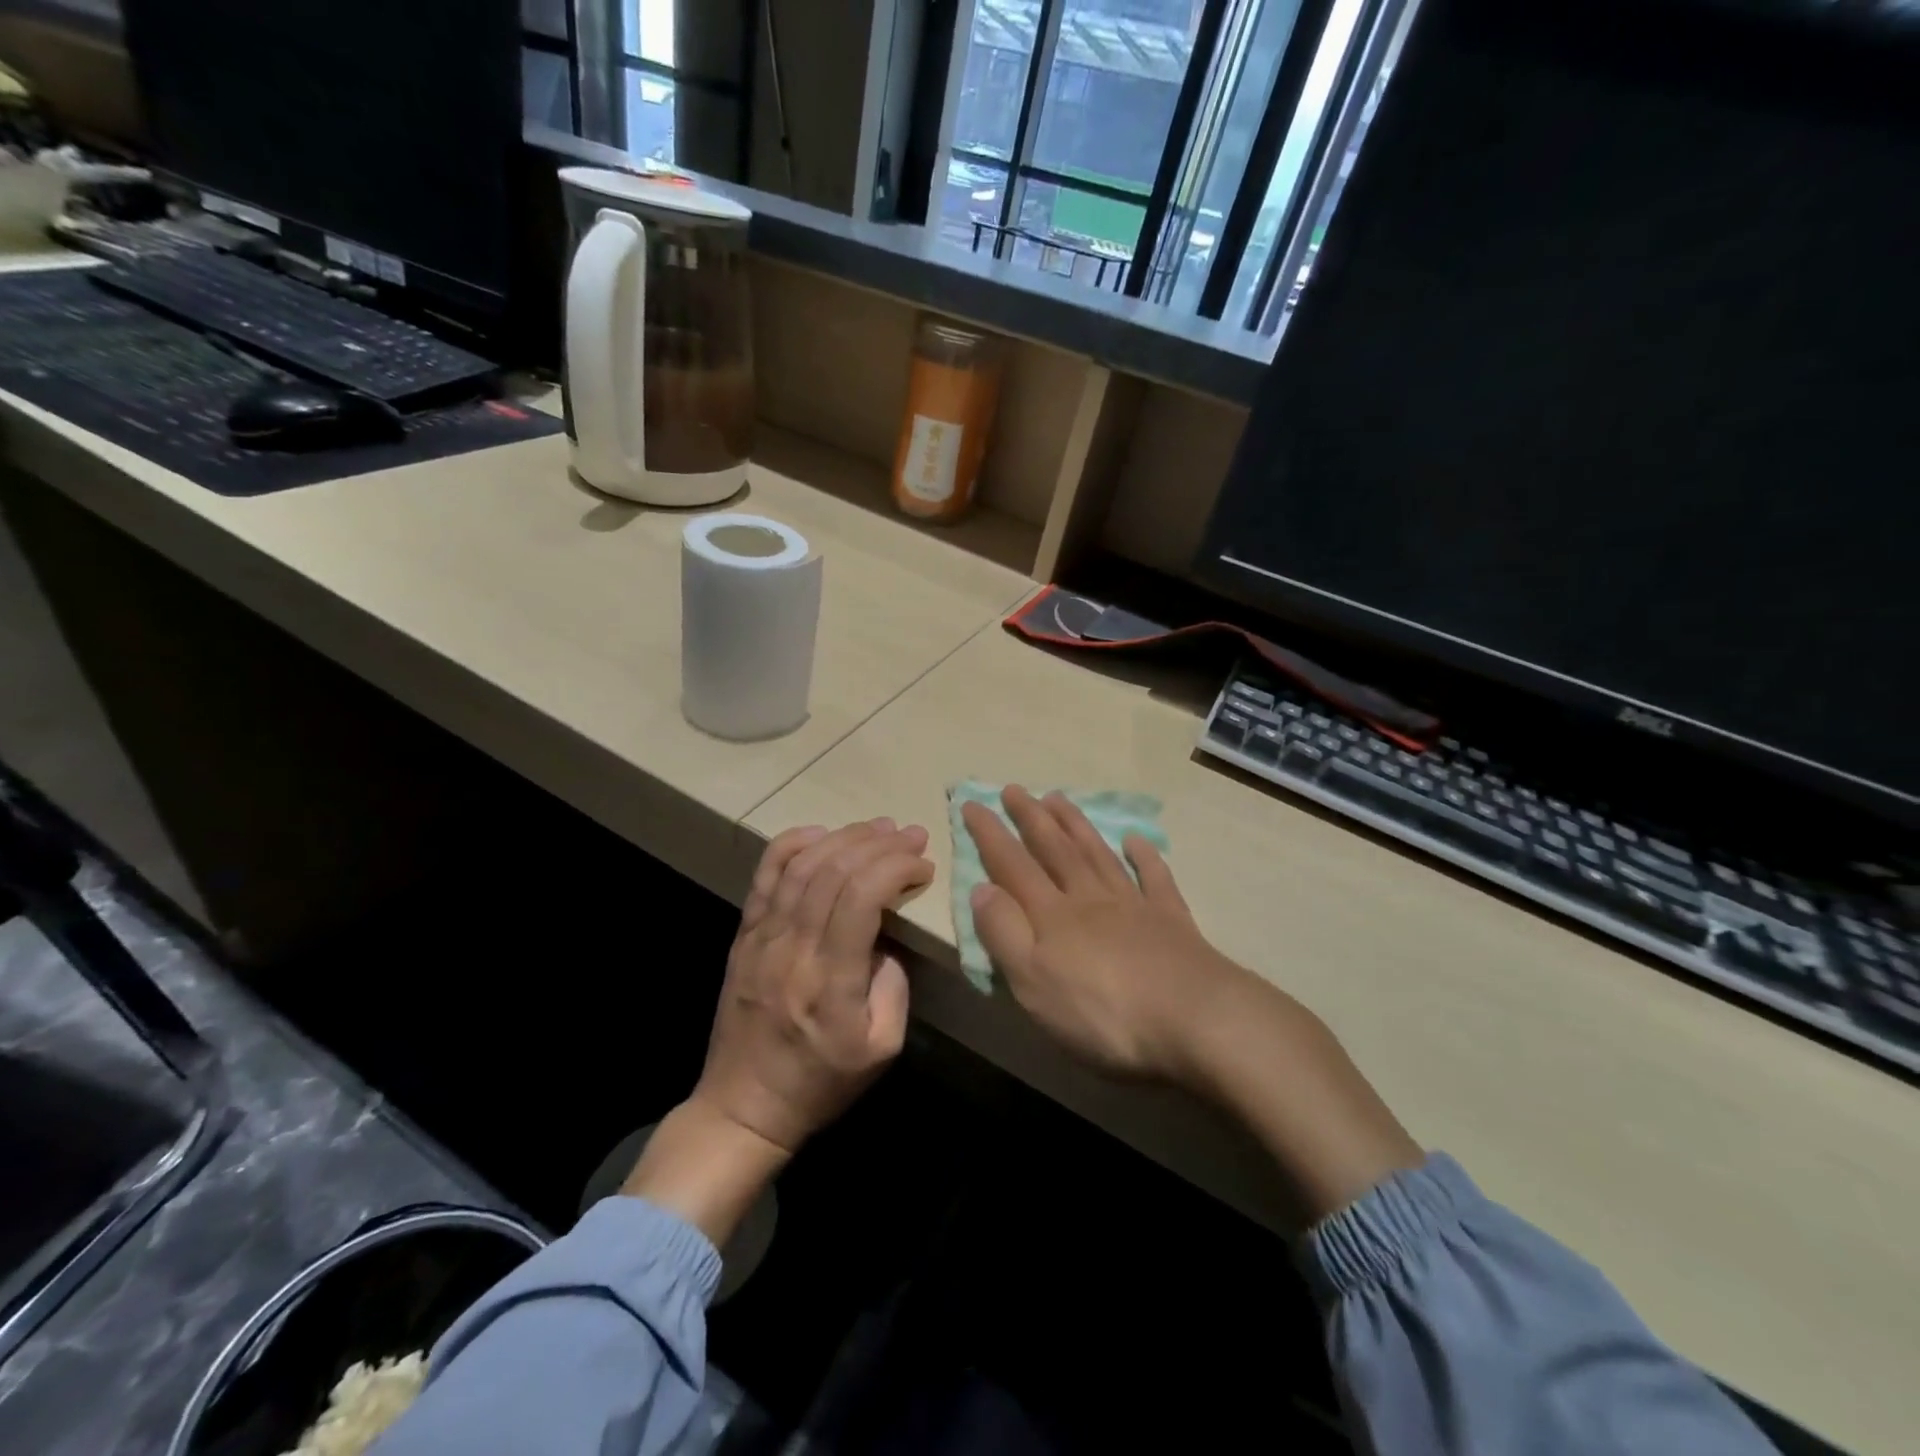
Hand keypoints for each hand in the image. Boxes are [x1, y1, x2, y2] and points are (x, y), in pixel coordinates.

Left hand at [692, 818, 931, 1155]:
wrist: (744, 1106)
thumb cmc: (821, 1082)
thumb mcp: (882, 1048)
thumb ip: (894, 986)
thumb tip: (887, 937)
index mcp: (830, 980)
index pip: (861, 897)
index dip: (896, 868)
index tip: (923, 866)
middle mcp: (792, 949)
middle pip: (834, 871)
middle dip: (879, 844)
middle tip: (911, 835)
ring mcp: (762, 938)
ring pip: (801, 865)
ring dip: (844, 837)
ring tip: (878, 827)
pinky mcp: (744, 935)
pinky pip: (765, 876)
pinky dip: (792, 844)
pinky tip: (820, 832)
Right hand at [961, 786, 1240, 1084]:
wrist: (1195, 1019)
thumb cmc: (1103, 1012)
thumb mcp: (1033, 982)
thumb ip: (1004, 933)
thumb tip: (981, 888)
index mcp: (1052, 915)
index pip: (1012, 865)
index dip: (990, 834)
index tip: (973, 802)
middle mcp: (1090, 899)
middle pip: (1055, 850)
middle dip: (1031, 817)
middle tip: (1015, 789)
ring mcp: (1134, 905)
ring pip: (1098, 855)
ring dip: (1076, 826)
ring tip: (1058, 799)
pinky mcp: (1172, 921)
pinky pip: (1155, 878)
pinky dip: (1144, 857)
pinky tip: (1136, 840)